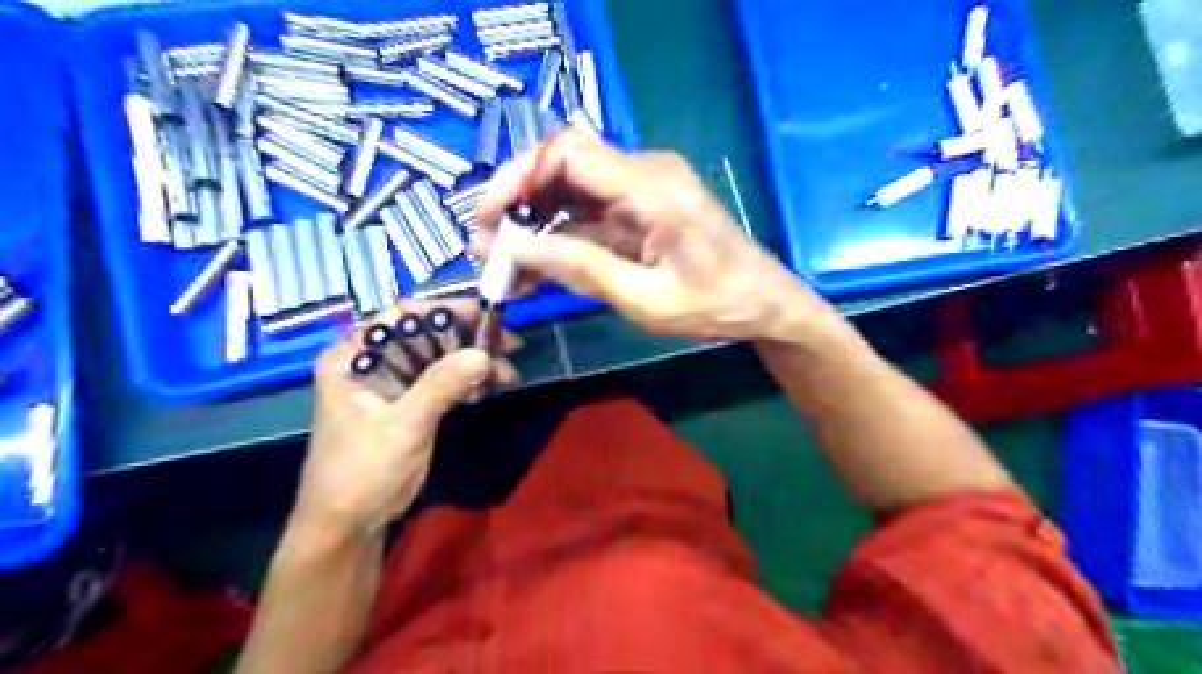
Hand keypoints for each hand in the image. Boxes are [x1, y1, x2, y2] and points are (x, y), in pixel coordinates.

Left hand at [294, 299, 509, 535]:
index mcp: (353, 356)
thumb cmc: (363, 472)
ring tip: (508, 372)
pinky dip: (466, 380)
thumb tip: (484, 353)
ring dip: (473, 361)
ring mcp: (390, 383)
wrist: (347, 526)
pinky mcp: (406, 402)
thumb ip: (441, 385)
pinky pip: (440, 380)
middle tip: (509, 344)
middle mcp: (370, 361)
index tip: (488, 314)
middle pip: (426, 334)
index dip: (447, 311)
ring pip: (438, 357)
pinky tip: (491, 384)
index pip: (402, 316)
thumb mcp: (403, 426)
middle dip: (468, 338)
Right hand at [474, 128, 838, 342]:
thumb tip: (517, 248)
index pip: (568, 154)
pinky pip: (589, 214)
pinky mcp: (640, 210)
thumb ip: (582, 269)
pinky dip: (560, 237)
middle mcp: (643, 174)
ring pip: (571, 192)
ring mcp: (641, 190)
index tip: (487, 218)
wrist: (762, 304)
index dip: (518, 178)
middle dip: (518, 202)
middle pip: (563, 167)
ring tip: (504, 265)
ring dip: (534, 223)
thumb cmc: (715, 305)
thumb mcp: (645, 298)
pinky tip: (536, 267)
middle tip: (487, 246)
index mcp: (651, 186)